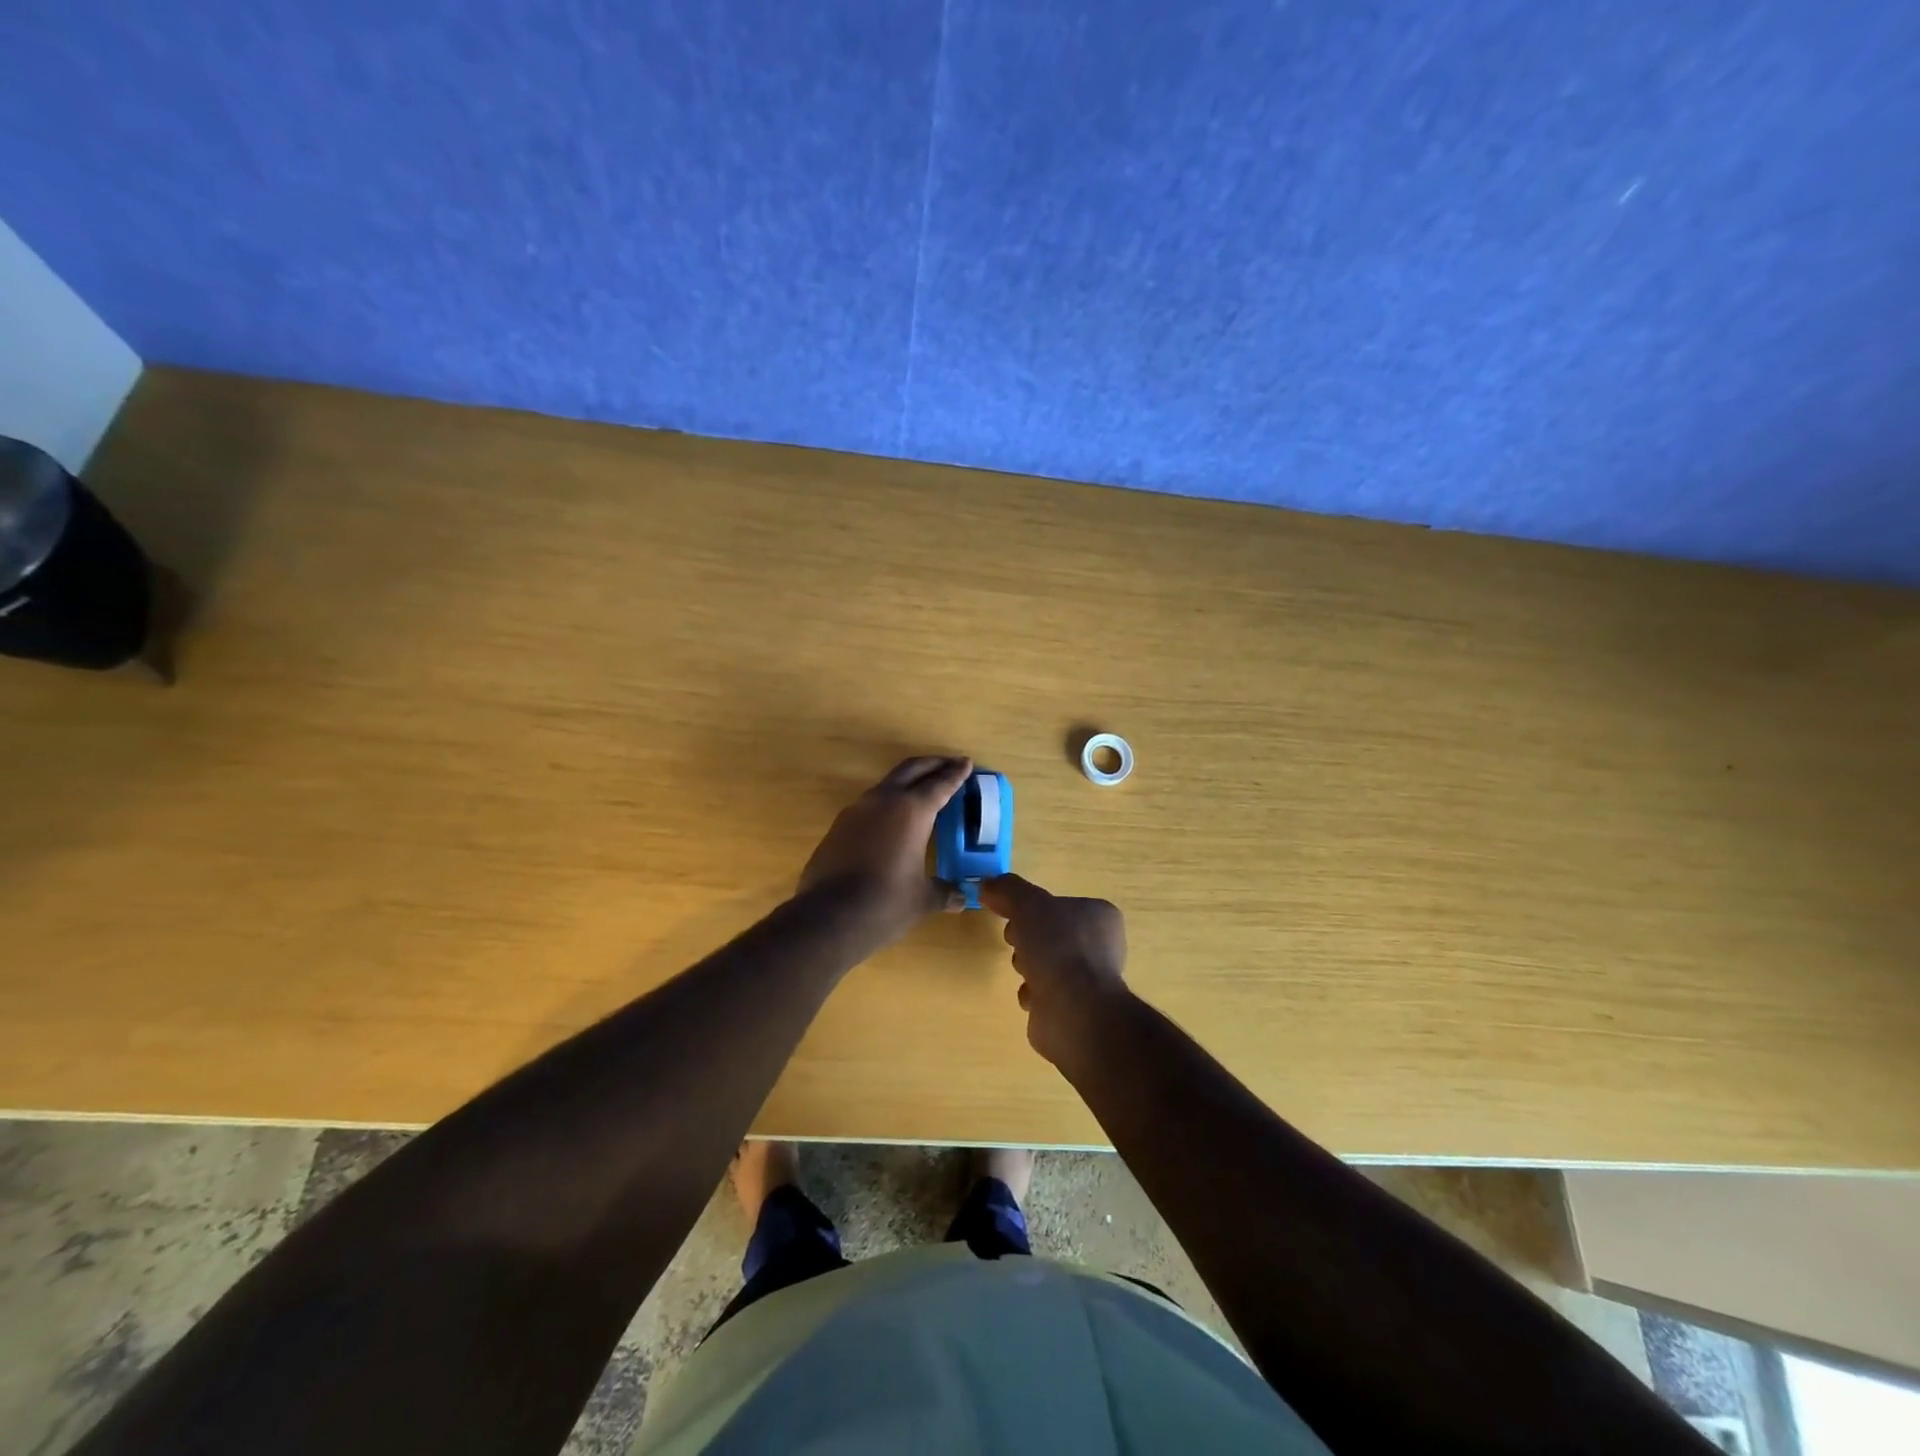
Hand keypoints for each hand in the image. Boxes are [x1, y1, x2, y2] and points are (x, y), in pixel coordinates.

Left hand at [799, 756, 972, 948]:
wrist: (829, 917)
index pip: (940, 784)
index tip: (966, 762)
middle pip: (910, 770)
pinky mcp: (837, 828)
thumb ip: (943, 892)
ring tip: (921, 791)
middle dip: (932, 764)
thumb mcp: (923, 899)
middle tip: (949, 763)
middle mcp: (883, 801)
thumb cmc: (886, 903)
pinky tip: (891, 822)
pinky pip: (868, 807)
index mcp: (912, 811)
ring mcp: (855, 812)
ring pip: (886, 785)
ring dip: (906, 783)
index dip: (956, 774)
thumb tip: (960, 898)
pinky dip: (886, 805)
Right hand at [978, 874, 1128, 1068]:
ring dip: (1028, 966)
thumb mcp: (1028, 904)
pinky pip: (1047, 993)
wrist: (1073, 1011)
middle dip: (1027, 938)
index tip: (1012, 915)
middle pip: (1050, 933)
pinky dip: (1035, 993)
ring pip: (1047, 963)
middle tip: (1015, 941)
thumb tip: (987, 884)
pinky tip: (1033, 996)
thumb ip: (1007, 890)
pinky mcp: (1078, 1008)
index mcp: (1100, 915)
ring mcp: (1091, 979)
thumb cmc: (1057, 948)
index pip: (1059, 904)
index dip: (1032, 908)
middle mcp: (1102, 946)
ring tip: (1025, 972)